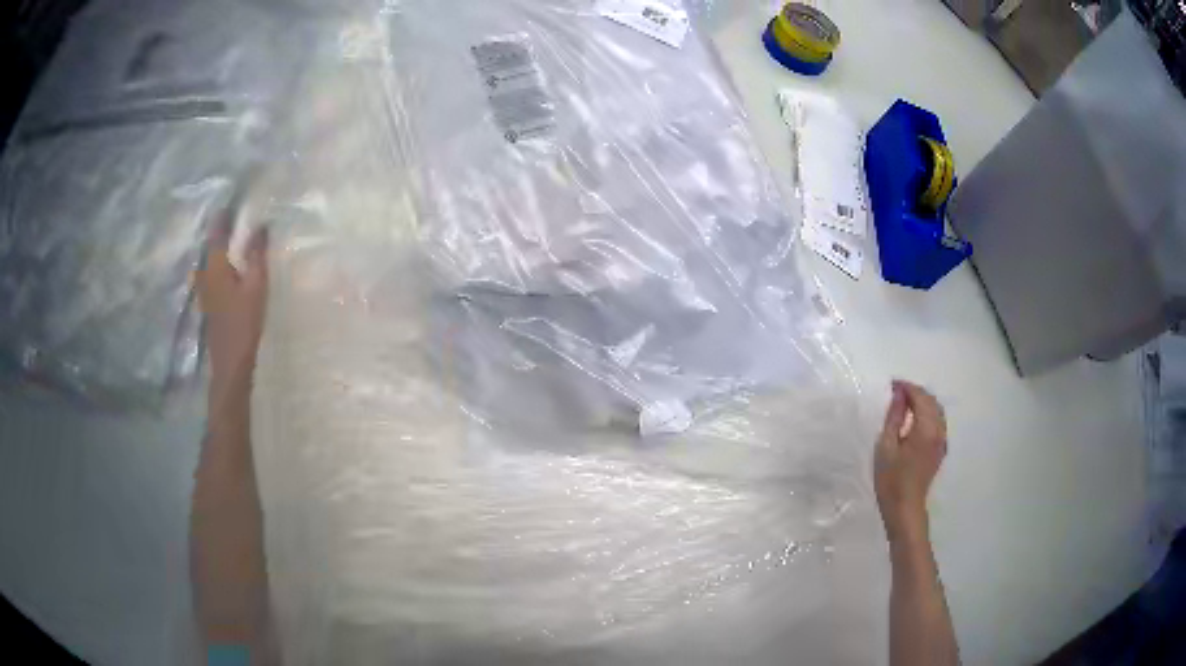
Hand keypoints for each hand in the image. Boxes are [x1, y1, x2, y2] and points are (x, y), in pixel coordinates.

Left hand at [196, 222, 268, 386]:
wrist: (231, 362)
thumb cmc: (244, 321)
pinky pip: (210, 275)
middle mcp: (205, 274)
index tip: (229, 202)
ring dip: (216, 250)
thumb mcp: (256, 286)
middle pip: (209, 247)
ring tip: (228, 242)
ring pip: (208, 262)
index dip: (223, 217)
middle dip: (218, 232)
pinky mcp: (208, 304)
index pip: (217, 233)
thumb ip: (257, 255)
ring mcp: (204, 291)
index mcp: (216, 266)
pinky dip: (217, 266)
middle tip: (230, 219)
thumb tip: (261, 226)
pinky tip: (225, 269)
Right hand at [875, 380, 947, 541]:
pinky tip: (914, 419)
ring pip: (937, 410)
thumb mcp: (886, 446)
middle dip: (915, 392)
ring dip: (922, 402)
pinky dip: (927, 413)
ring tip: (904, 403)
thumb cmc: (891, 479)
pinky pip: (938, 421)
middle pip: (931, 401)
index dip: (907, 387)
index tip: (892, 385)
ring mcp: (942, 440)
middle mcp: (939, 431)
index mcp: (926, 429)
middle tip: (896, 392)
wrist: (904, 508)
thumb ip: (895, 417)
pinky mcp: (940, 449)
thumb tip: (899, 395)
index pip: (920, 397)